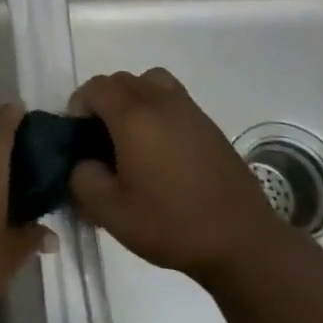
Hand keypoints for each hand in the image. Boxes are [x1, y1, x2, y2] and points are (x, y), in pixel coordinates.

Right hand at [69, 69, 283, 284]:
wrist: (243, 242)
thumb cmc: (173, 225)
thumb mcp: (112, 214)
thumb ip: (83, 180)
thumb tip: (82, 162)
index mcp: (134, 118)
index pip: (96, 87)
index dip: (79, 105)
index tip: (79, 136)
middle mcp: (161, 102)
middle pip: (121, 80)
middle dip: (103, 100)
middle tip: (100, 138)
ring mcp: (189, 110)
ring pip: (149, 81)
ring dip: (132, 97)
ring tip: (131, 134)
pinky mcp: (209, 124)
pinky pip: (173, 97)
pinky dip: (157, 107)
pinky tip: (161, 147)